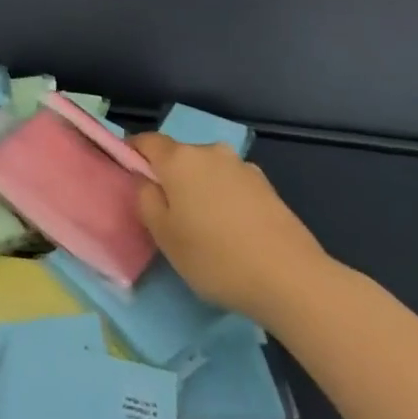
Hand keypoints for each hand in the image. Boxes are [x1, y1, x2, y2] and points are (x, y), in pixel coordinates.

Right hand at [132, 133, 329, 322]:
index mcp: (180, 159)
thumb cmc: (214, 257)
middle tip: (167, 213)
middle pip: (180, 156)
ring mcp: (242, 166)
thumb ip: (146, 200)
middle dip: (170, 177)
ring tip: (203, 227)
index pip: (147, 141)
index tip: (129, 175)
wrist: (289, 277)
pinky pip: (231, 184)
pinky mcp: (266, 185)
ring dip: (199, 188)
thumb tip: (146, 181)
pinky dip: (224, 199)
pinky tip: (232, 231)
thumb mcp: (164, 236)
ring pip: (208, 171)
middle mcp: (211, 152)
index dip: (134, 154)